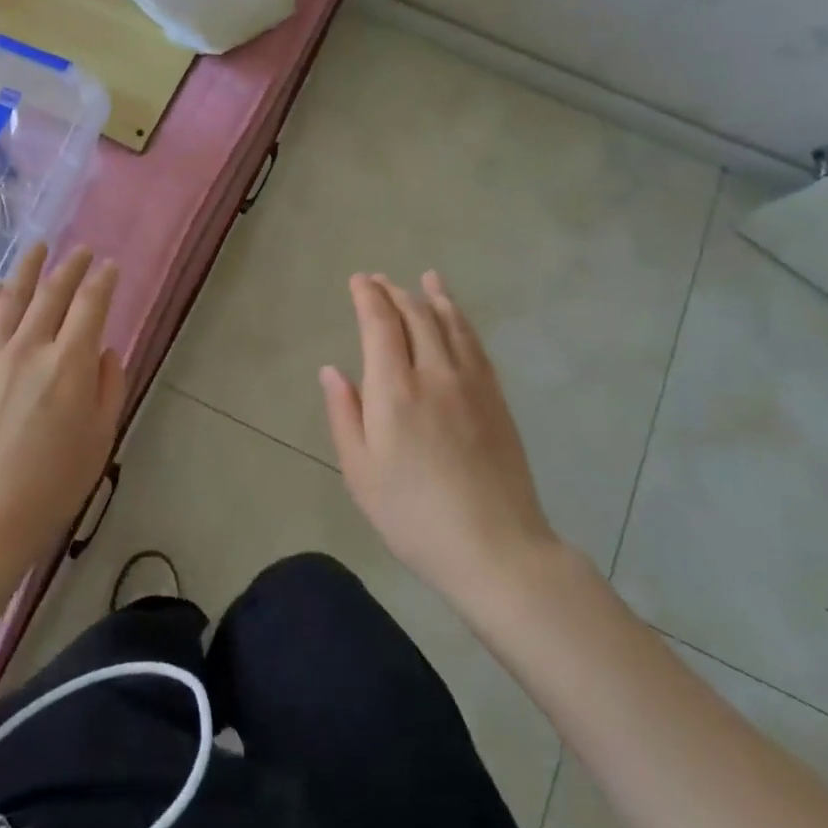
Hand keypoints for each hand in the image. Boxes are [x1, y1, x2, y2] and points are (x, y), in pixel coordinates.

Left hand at [0, 244, 125, 574]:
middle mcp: (30, 347)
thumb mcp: (99, 438)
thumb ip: (108, 386)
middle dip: (71, 267)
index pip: (90, 305)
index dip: (103, 280)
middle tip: (81, 251)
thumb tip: (105, 350)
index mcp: (70, 363)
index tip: (110, 266)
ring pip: (12, 299)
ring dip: (29, 269)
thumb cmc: (51, 484)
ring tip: (39, 248)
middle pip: (52, 293)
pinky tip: (0, 288)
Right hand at [320, 272, 558, 602]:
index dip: (368, 297)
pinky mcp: (496, 398)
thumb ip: (344, 414)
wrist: (495, 548)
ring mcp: (471, 384)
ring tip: (424, 279)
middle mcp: (434, 374)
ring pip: (450, 324)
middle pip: (416, 316)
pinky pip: (475, 345)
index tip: (358, 280)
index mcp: (394, 391)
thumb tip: (331, 370)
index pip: (380, 325)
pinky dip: (461, 320)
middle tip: (380, 280)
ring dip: (433, 297)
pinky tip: (456, 316)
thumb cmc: (413, 516)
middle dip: (395, 292)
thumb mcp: (360, 472)